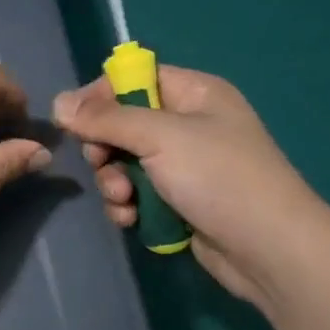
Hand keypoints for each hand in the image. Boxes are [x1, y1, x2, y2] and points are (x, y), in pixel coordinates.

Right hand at [52, 65, 324, 304]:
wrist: (271, 249)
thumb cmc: (219, 177)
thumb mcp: (160, 137)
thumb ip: (106, 119)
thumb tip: (58, 101)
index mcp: (195, 94)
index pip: (135, 79)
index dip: (101, 96)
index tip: (73, 120)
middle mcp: (190, 125)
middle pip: (124, 124)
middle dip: (106, 148)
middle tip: (102, 163)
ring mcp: (186, 167)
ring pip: (126, 163)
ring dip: (114, 182)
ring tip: (123, 200)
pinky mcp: (181, 203)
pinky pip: (139, 195)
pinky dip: (128, 206)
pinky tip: (130, 220)